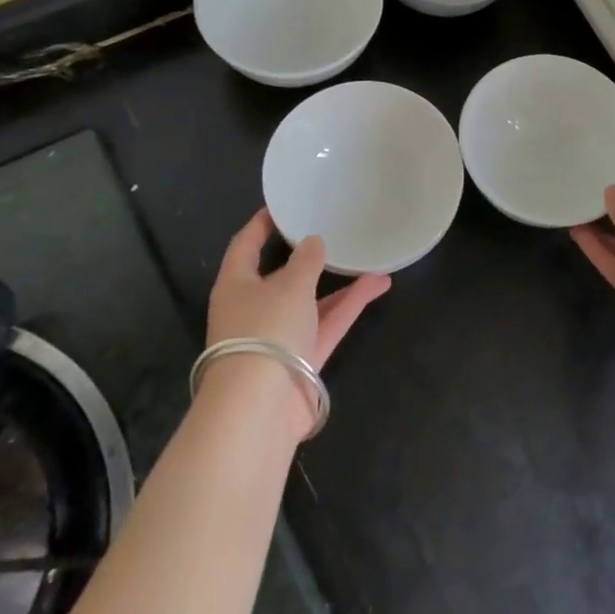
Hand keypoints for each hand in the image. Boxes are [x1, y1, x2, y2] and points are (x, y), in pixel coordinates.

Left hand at [207, 208, 390, 370]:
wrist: (260, 408)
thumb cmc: (265, 331)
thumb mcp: (289, 285)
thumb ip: (306, 260)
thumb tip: (313, 242)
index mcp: (236, 285)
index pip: (246, 245)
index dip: (262, 224)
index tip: (284, 205)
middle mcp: (254, 308)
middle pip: (281, 275)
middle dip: (307, 255)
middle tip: (331, 229)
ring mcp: (279, 336)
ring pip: (311, 300)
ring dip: (338, 281)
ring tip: (368, 255)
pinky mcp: (302, 359)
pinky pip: (327, 323)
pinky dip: (349, 305)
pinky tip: (378, 284)